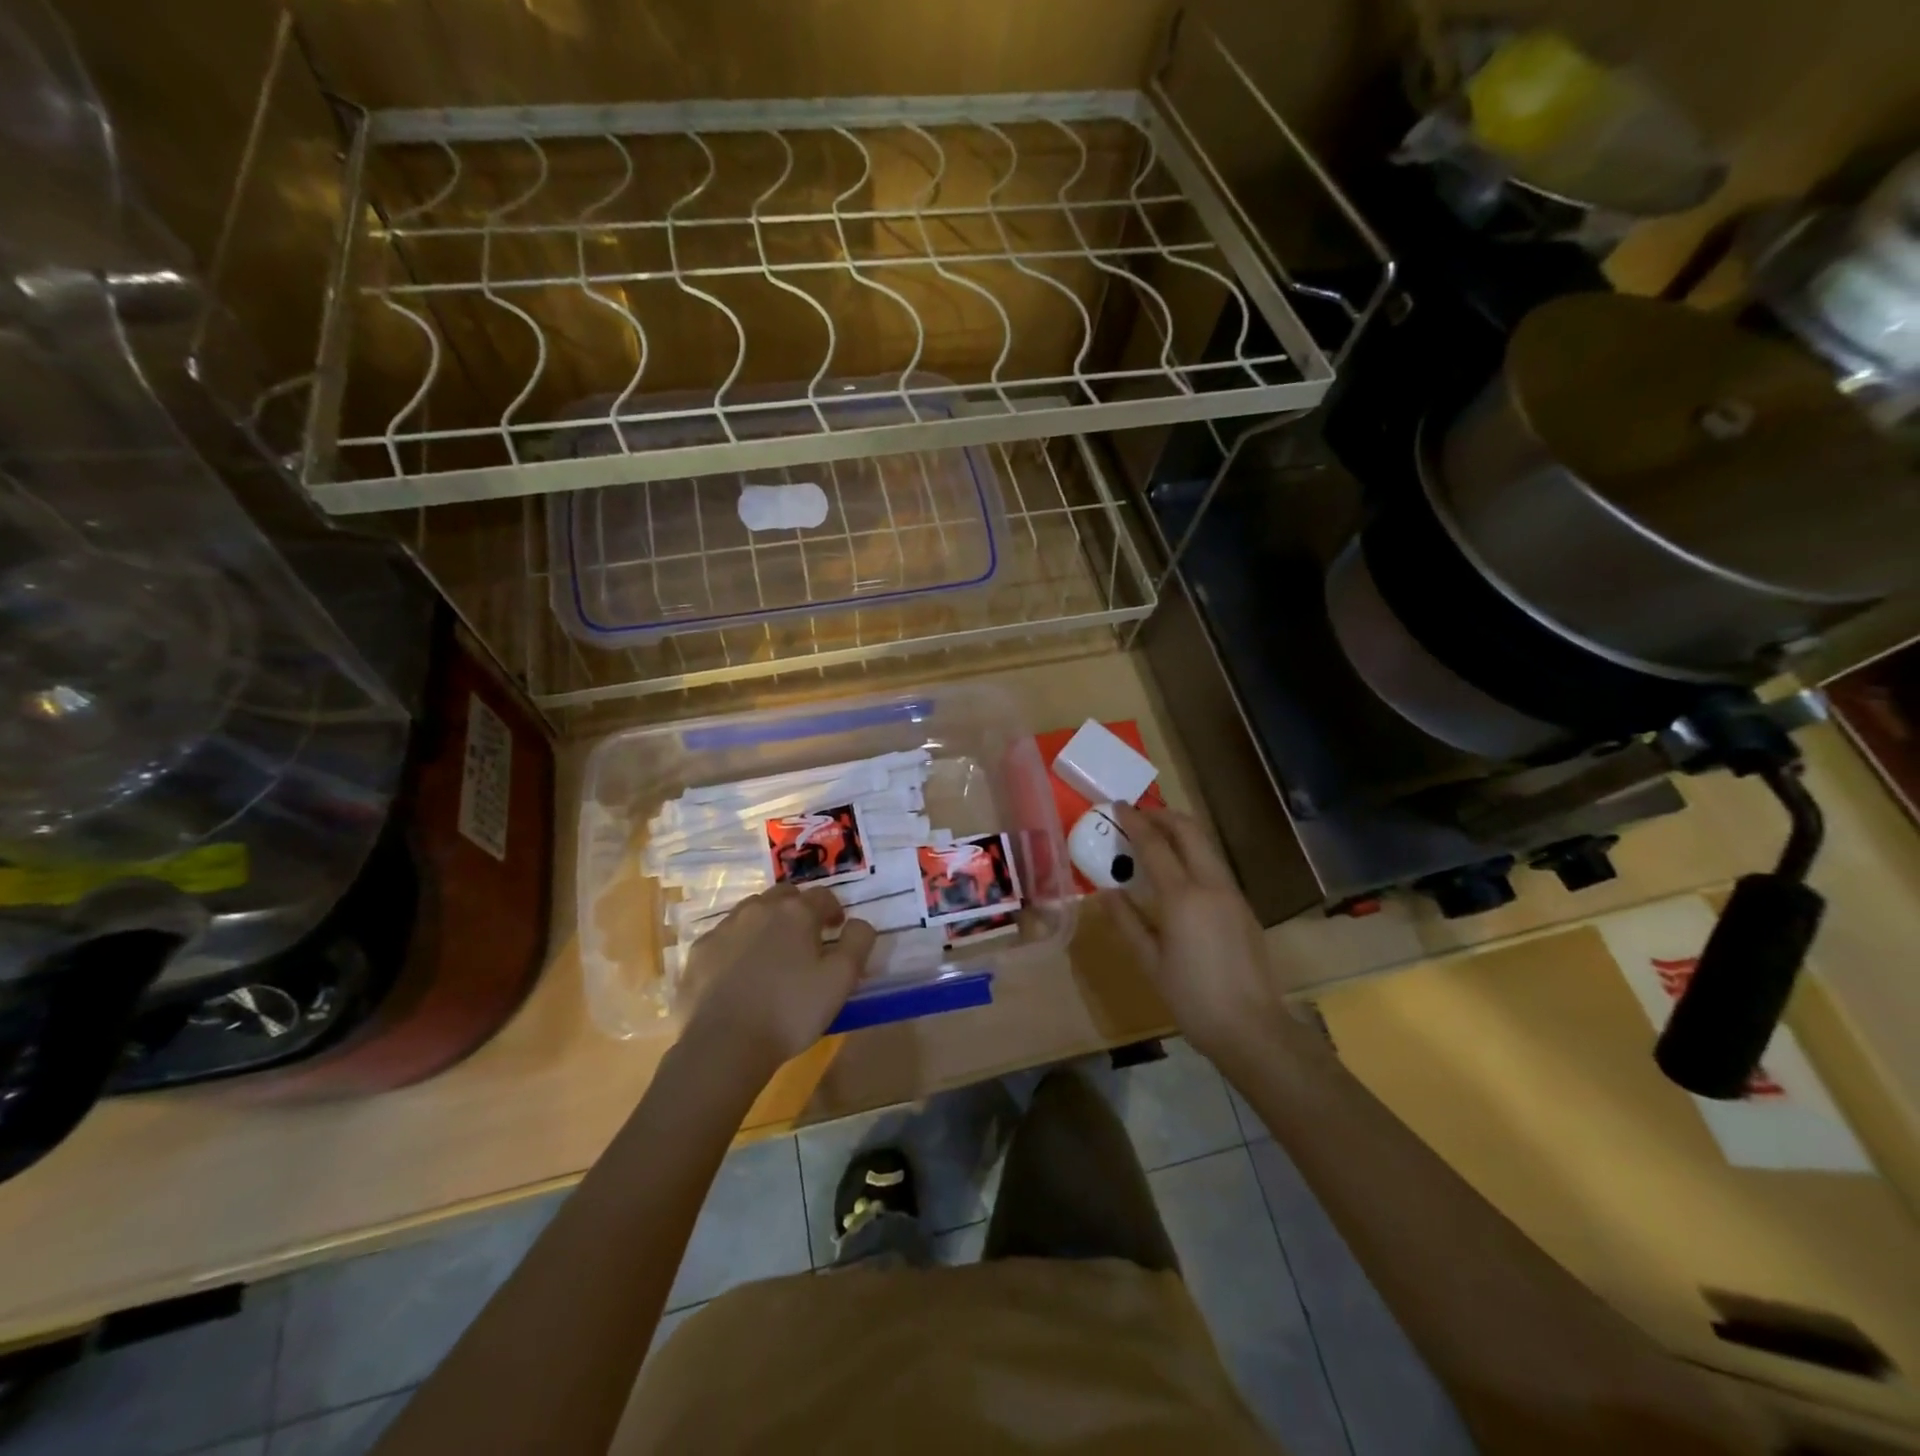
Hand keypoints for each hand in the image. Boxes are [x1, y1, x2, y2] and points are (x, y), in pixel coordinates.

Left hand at [679, 885, 876, 1078]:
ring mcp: (724, 928)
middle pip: (784, 896)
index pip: (822, 895)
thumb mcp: (841, 980)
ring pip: (751, 912)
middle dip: (798, 909)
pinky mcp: (699, 951)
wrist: (723, 1045)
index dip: (834, 910)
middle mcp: (758, 909)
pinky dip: (737, 945)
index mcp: (796, 912)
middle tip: (805, 938)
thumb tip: (859, 923)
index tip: (836, 930)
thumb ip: (858, 942)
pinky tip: (739, 972)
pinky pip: (724, 937)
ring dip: (766, 923)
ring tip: (772, 954)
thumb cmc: (790, 1011)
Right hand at [1108, 803, 1285, 1064]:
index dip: (1135, 821)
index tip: (1118, 805)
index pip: (1154, 844)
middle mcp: (1211, 885)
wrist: (1252, 1028)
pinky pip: (1215, 865)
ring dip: (1180, 831)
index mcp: (1182, 897)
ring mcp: (1232, 894)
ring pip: (1206, 845)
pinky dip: (1193, 853)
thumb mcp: (1150, 962)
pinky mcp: (1243, 907)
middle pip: (1189, 830)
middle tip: (1138, 815)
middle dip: (1162, 815)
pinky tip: (1179, 871)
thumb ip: (1127, 921)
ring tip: (1155, 837)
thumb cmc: (1192, 998)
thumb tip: (1106, 892)